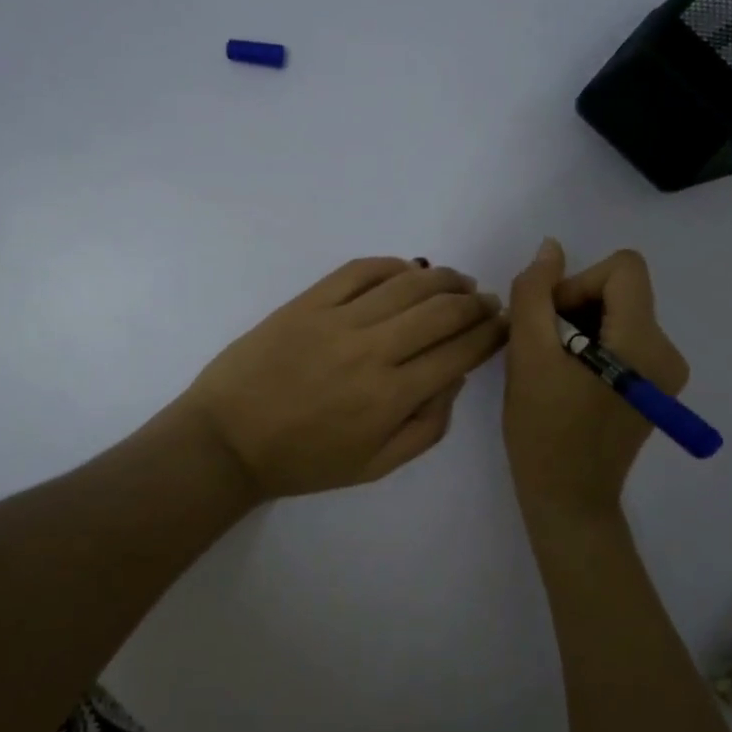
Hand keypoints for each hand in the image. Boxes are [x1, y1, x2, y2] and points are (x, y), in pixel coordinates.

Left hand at [180, 257, 507, 500]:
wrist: (227, 441)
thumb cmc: (304, 461)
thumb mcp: (375, 466)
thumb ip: (426, 428)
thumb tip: (455, 378)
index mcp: (391, 398)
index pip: (458, 353)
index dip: (489, 335)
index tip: (503, 324)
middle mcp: (371, 352)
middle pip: (441, 312)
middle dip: (474, 303)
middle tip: (486, 301)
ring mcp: (337, 321)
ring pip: (406, 284)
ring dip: (442, 278)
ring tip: (458, 280)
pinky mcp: (307, 302)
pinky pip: (359, 271)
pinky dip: (391, 264)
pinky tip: (408, 268)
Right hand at [504, 240, 688, 525]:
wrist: (568, 499)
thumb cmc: (544, 430)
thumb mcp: (528, 354)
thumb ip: (535, 292)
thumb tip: (551, 247)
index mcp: (644, 342)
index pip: (623, 269)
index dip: (579, 282)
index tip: (551, 321)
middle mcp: (666, 351)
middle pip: (620, 290)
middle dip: (574, 307)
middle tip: (542, 348)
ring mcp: (665, 372)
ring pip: (618, 313)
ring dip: (578, 327)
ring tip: (552, 367)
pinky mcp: (655, 387)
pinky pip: (622, 339)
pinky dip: (591, 346)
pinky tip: (568, 379)